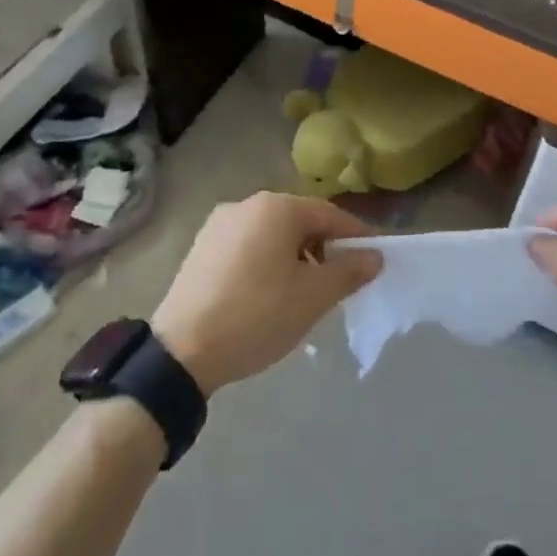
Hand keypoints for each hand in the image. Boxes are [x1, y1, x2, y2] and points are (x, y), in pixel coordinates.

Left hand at [152, 192, 380, 395]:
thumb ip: (348, 271)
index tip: (375, 260)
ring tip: (306, 292)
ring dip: (296, 256)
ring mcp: (220, 224)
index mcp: (276, 207)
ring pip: (273, 233)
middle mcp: (247, 204)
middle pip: (300, 220)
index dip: (356, 236)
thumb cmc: (257, 315)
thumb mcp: (313, 297)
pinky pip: (248, 246)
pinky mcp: (202, 247)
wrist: (181, 351)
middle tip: (341, 281)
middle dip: (325, 247)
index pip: (330, 214)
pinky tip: (269, 294)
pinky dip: (267, 262)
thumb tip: (374, 256)